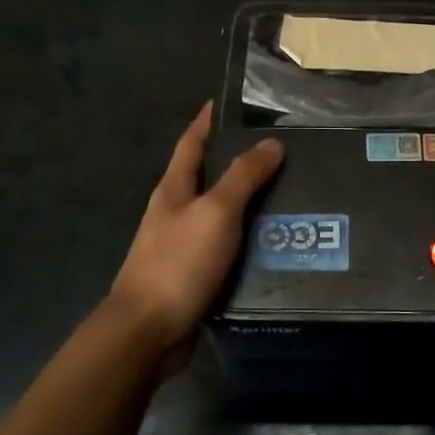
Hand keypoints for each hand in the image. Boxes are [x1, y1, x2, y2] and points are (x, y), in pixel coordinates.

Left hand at [106, 103, 283, 369]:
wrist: (147, 331)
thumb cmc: (178, 263)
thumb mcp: (215, 212)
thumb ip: (243, 177)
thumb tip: (272, 143)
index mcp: (173, 190)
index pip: (191, 143)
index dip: (206, 121)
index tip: (225, 102)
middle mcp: (174, 213)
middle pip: (206, 177)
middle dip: (235, 162)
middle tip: (278, 151)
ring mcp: (181, 246)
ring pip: (219, 214)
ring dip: (247, 204)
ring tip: (287, 195)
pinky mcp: (193, 276)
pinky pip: (225, 248)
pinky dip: (247, 240)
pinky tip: (272, 243)